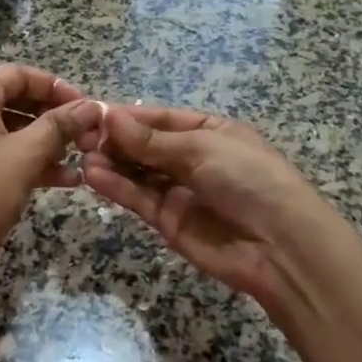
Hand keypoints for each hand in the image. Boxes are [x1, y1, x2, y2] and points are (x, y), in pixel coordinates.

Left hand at [0, 64, 101, 272]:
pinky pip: (11, 159)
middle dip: (56, 116)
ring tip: (84, 157)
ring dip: (51, 143)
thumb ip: (60, 126)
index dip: (54, 85)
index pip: (18, 74)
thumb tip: (92, 106)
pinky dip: (37, 165)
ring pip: (17, 133)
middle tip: (88, 133)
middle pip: (19, 102)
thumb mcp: (25, 154)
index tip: (85, 104)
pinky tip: (68, 181)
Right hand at [82, 106, 344, 306]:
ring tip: (83, 156)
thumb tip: (109, 116)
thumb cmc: (248, 179)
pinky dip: (116, 187)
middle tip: (81, 137)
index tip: (94, 114)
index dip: (129, 117)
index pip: (161, 118)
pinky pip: (138, 198)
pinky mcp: (168, 221)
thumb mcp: (201, 148)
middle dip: (116, 140)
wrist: (280, 246)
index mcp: (210, 131)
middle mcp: (192, 158)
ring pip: (137, 172)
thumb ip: (151, 139)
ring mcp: (179, 190)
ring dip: (111, 163)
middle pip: (145, 145)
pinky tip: (93, 176)